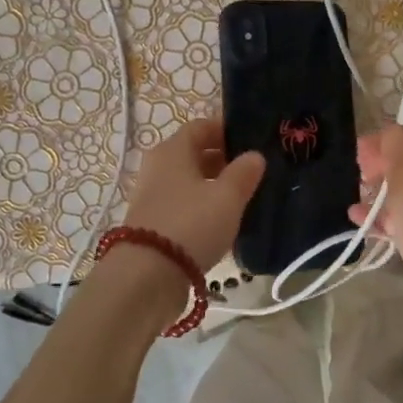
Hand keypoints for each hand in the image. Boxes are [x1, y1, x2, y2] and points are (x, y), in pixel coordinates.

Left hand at [122, 117, 265, 273]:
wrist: (147, 276)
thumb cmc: (191, 224)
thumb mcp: (227, 197)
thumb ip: (244, 173)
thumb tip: (255, 156)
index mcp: (172, 150)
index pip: (201, 126)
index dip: (227, 130)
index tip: (253, 142)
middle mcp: (157, 167)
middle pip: (194, 154)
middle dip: (223, 160)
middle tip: (253, 172)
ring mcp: (151, 196)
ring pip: (189, 181)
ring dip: (213, 186)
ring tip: (243, 199)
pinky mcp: (152, 223)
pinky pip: (182, 205)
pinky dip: (202, 207)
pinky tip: (221, 222)